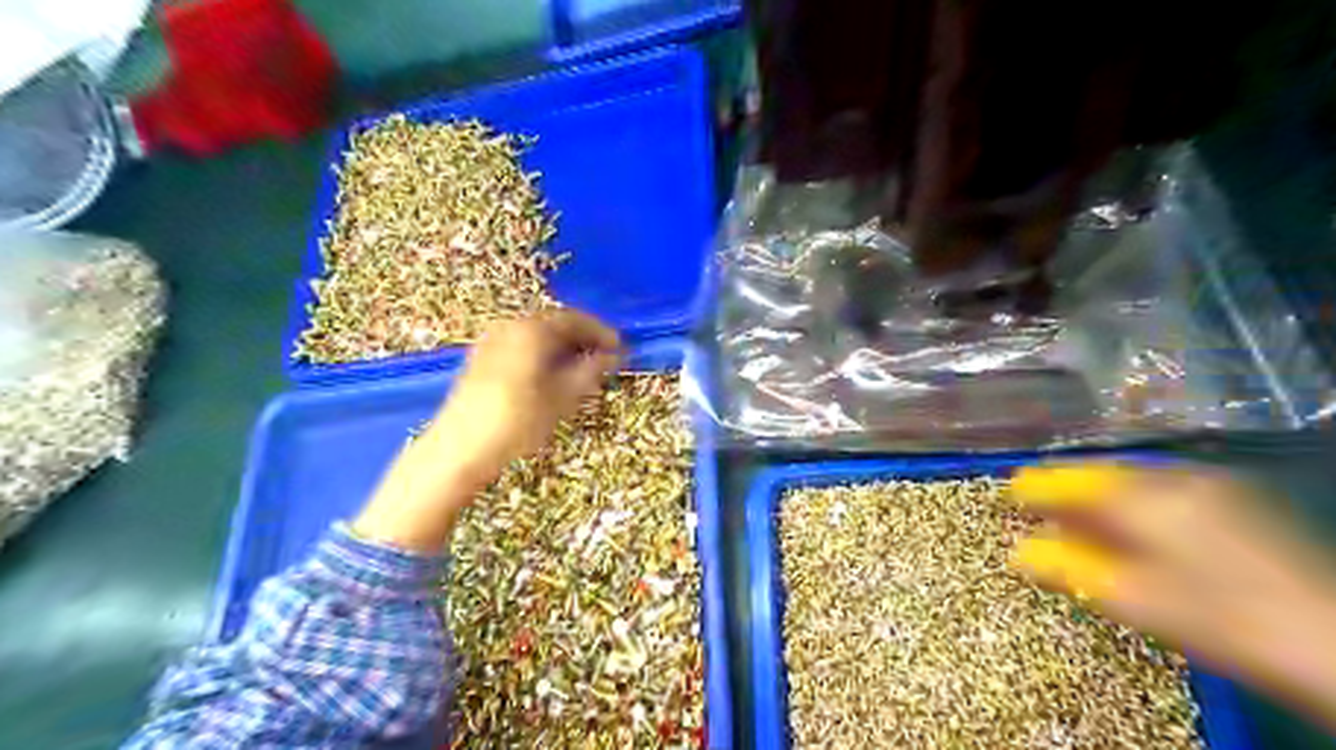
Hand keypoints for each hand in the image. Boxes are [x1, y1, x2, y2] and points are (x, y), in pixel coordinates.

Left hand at [356, 311, 625, 548]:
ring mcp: (492, 341)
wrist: (459, 450)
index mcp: (531, 330)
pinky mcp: (482, 358)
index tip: (620, 347)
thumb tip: (613, 355)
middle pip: (554, 323)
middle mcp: (510, 326)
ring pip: (537, 335)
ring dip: (563, 347)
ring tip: (583, 369)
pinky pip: (521, 345)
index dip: (601, 332)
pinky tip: (552, 375)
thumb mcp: (562, 397)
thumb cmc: (517, 422)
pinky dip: (542, 354)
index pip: (574, 319)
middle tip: (604, 358)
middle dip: (582, 338)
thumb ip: (590, 371)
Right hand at [1007, 463, 1335, 732]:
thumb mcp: (1135, 600)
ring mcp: (1213, 486)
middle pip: (1104, 476)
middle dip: (1069, 492)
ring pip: (1134, 481)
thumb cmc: (1223, 621)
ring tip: (1078, 520)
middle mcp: (1177, 478)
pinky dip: (1134, 502)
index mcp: (1148, 497)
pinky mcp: (1237, 501)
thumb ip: (1068, 570)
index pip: (1074, 483)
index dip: (1038, 488)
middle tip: (1041, 510)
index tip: (1009, 494)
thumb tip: (1016, 554)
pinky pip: (1164, 488)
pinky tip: (1128, 525)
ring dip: (1100, 498)